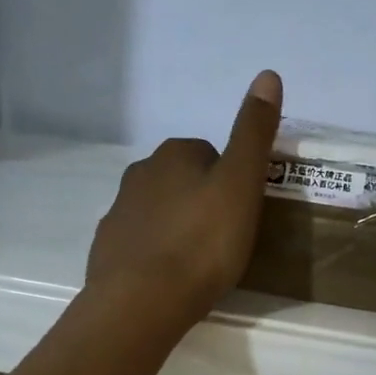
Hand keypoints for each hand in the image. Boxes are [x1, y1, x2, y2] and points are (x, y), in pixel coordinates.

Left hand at [84, 71, 282, 331]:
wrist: (142, 300)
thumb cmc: (202, 242)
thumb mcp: (241, 184)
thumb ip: (254, 133)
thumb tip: (268, 74)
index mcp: (175, 154)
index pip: (210, 154)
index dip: (230, 181)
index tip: (241, 213)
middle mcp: (140, 173)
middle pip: (181, 180)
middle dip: (201, 200)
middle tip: (224, 239)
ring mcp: (119, 211)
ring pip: (158, 209)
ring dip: (177, 226)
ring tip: (198, 262)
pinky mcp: (108, 248)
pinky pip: (139, 241)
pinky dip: (154, 253)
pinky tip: (169, 279)